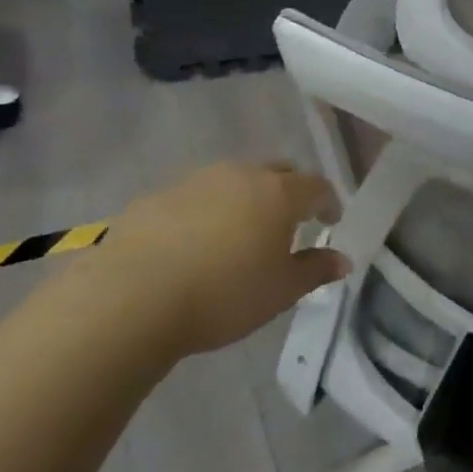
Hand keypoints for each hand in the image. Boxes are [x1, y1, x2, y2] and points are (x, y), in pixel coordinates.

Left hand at [78, 161, 348, 361]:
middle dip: (289, 191)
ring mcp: (195, 181)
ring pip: (233, 180)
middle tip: (289, 222)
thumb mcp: (281, 291)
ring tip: (240, 231)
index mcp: (279, 193)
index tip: (330, 222)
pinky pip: (194, 196)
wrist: (130, 299)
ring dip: (245, 198)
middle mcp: (241, 175)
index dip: (328, 202)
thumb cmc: (223, 295)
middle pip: (277, 172)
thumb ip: (315, 270)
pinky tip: (194, 243)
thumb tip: (342, 260)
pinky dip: (205, 211)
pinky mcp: (155, 196)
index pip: (317, 186)